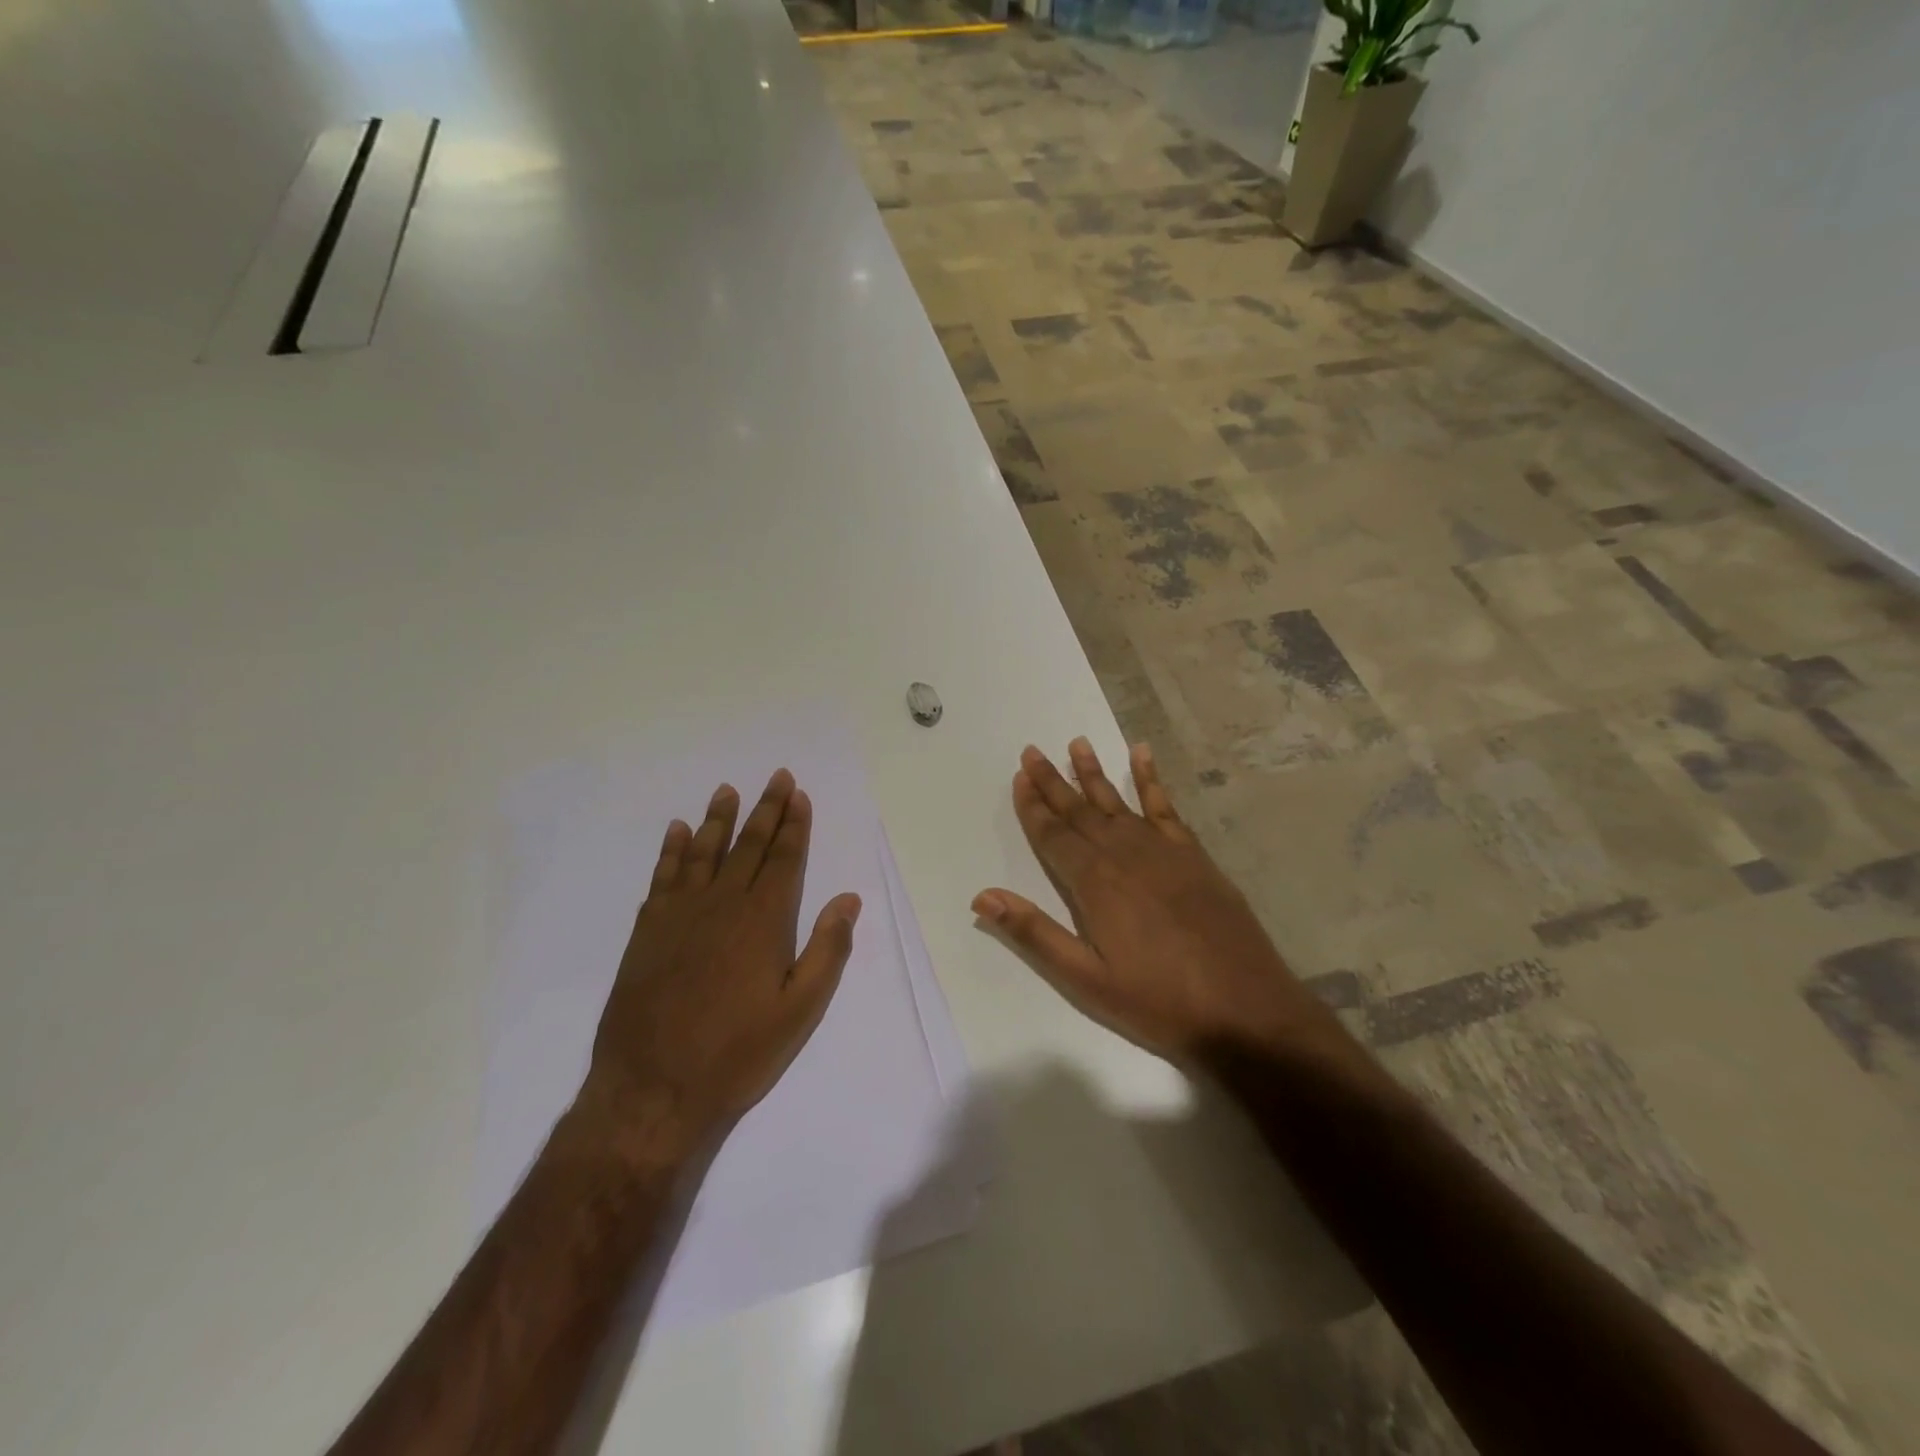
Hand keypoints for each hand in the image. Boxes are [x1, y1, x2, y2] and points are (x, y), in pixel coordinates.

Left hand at [577, 769, 861, 1164]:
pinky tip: (677, 832)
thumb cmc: (737, 1054)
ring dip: (718, 819)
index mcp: (764, 921)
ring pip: (703, 853)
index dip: (794, 826)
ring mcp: (679, 915)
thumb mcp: (800, 1011)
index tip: (799, 795)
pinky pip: (663, 877)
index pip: (785, 860)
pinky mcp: (647, 931)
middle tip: (776, 777)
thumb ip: (827, 950)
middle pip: (748, 846)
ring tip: (727, 791)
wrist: (652, 1090)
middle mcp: (722, 905)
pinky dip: (672, 850)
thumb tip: (848, 899)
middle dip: (766, 810)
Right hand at [973, 739, 1341, 1066]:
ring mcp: (1163, 850)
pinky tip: (1142, 754)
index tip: (1018, 778)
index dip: (1033, 807)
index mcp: (1095, 883)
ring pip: (1117, 802)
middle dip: (1053, 781)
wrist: (1244, 1008)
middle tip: (1032, 752)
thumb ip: (1034, 933)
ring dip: (1094, 772)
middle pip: (1080, 810)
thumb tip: (982, 896)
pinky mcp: (1193, 855)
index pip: (1054, 835)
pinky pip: (1165, 806)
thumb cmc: (1157, 1001)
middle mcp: (1124, 854)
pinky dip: (1151, 779)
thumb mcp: (1086, 979)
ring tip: (1077, 743)